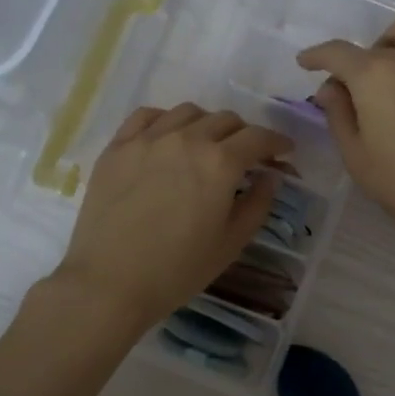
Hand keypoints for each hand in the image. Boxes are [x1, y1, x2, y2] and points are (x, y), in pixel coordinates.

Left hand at [52, 103, 291, 333]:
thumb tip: (270, 176)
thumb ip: (257, 204)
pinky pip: (147, 116)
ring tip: (206, 146)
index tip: (284, 152)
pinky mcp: (117, 147)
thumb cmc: (178, 270)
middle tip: (246, 157)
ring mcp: (148, 139)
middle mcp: (186, 139)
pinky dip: (166, 120)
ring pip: (188, 112)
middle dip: (244, 135)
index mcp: (220, 163)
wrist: (110, 283)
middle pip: (225, 120)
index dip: (277, 143)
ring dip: (207, 124)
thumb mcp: (231, 244)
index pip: (258, 138)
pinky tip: (168, 138)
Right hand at [298, 19, 394, 248]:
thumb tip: (330, 87)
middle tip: (354, 91)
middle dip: (357, 61)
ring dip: (391, 47)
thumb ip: (338, 114)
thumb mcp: (356, 155)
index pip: (337, 52)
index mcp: (374, 75)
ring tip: (390, 76)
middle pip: (374, 43)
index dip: (316, 56)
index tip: (305, 63)